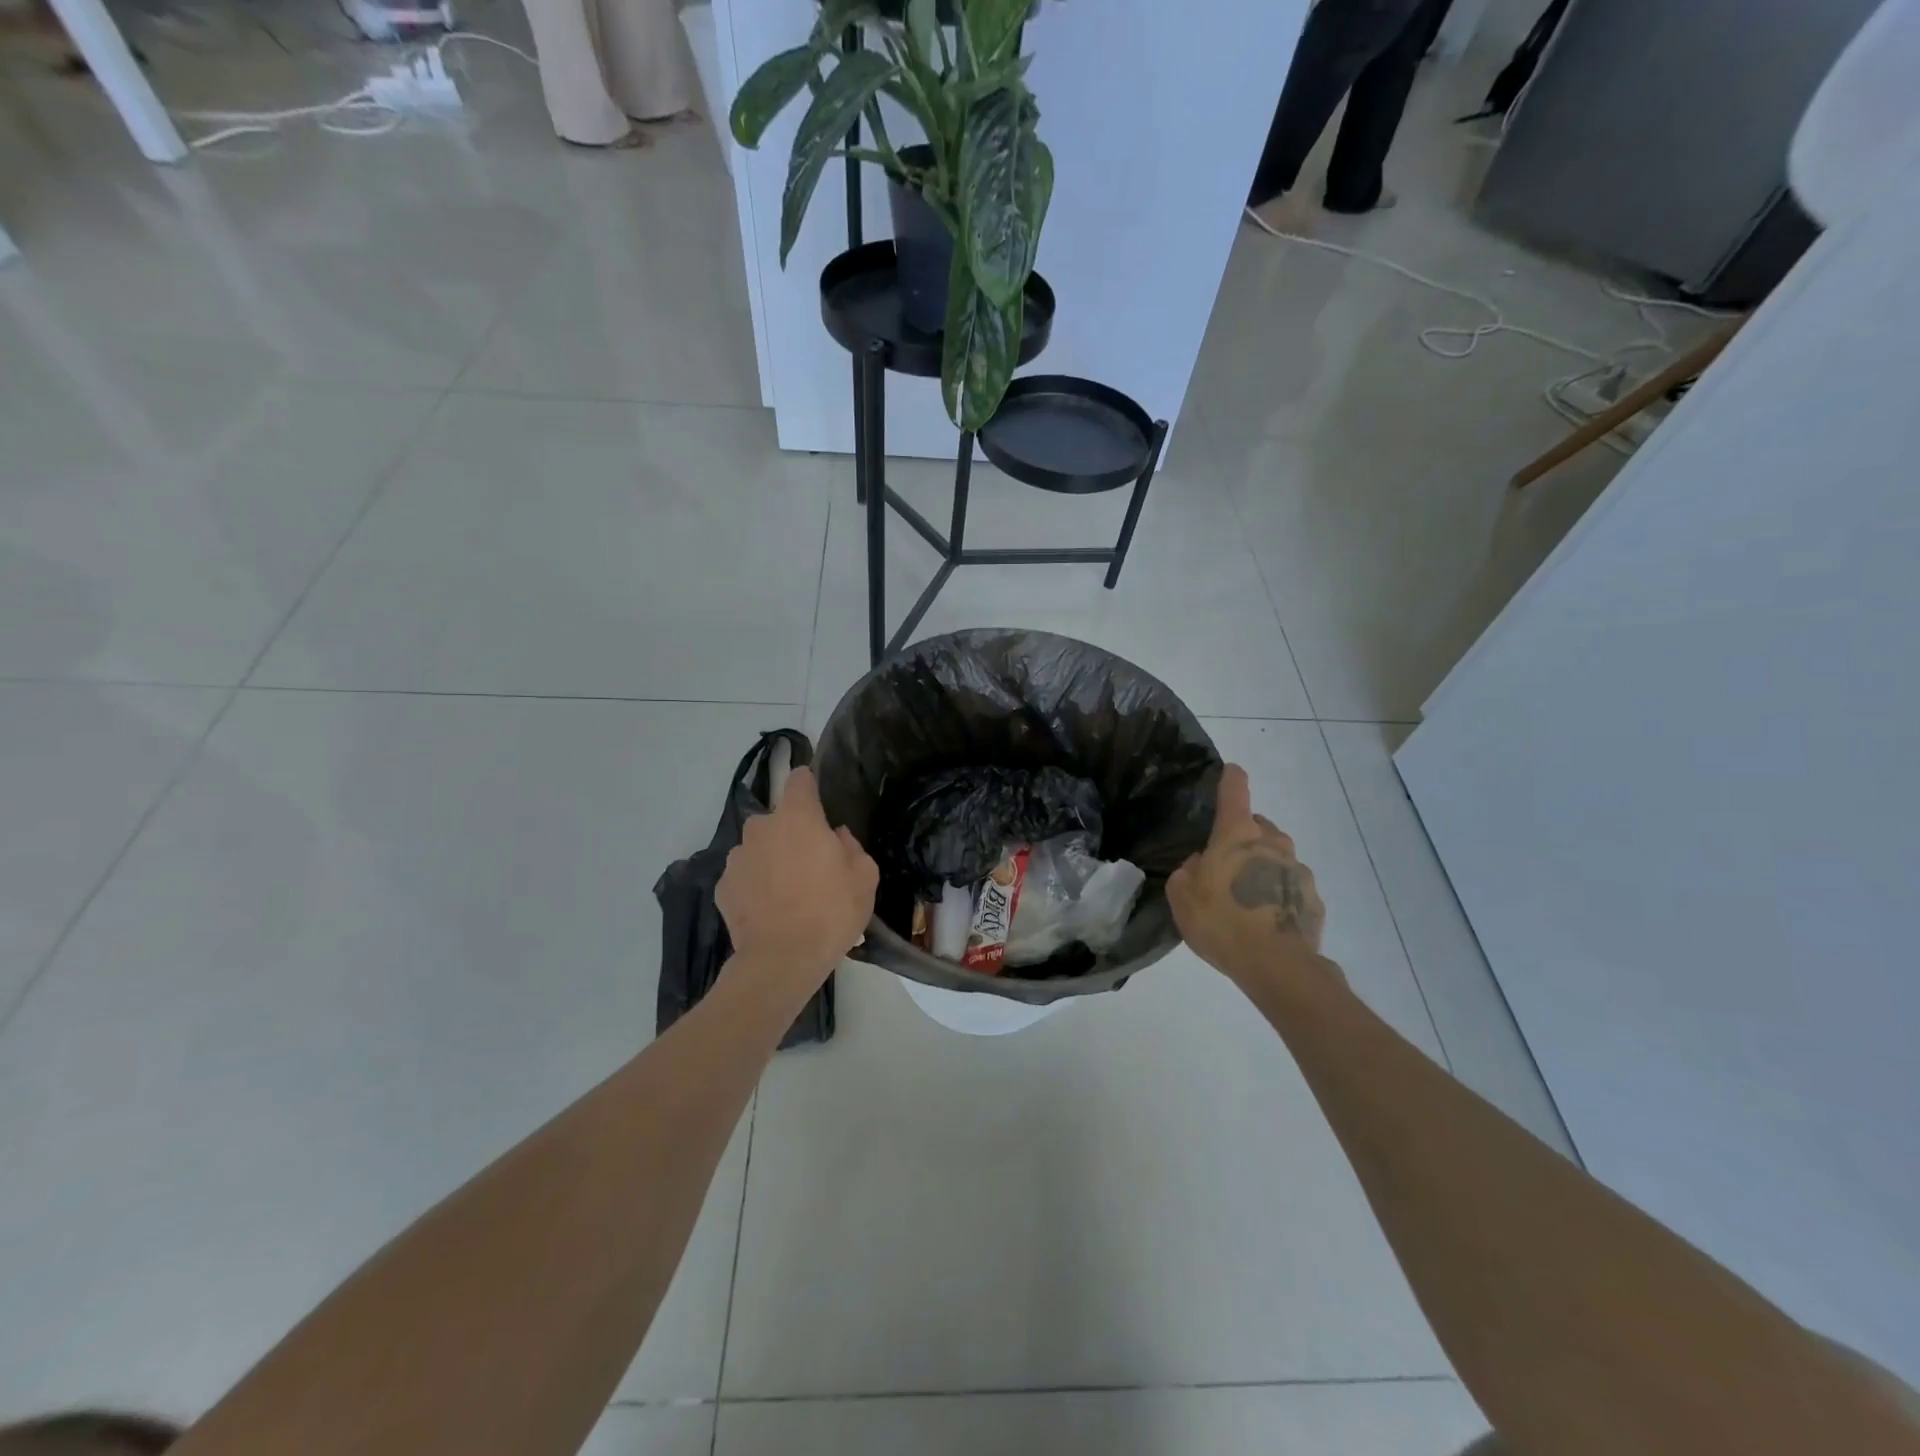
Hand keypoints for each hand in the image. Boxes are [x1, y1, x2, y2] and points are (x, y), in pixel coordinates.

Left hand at [716, 766, 878, 990]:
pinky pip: (744, 876)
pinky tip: (769, 910)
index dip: (809, 785)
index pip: (799, 779)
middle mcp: (761, 828)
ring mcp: (737, 857)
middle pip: (778, 818)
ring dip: (771, 859)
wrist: (782, 960)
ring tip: (787, 893)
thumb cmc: (830, 912)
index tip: (818, 801)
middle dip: (792, 833)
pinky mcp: (722, 886)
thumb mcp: (864, 877)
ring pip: (759, 848)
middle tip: (811, 864)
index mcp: (797, 817)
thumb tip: (835, 837)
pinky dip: (755, 885)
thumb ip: (851, 846)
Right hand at [1167, 764, 1330, 987]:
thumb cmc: (1221, 921)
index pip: (1235, 790)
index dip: (1230, 778)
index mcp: (1238, 834)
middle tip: (1224, 867)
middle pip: (1258, 827)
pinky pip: (1290, 888)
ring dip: (1262, 869)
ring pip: (1277, 858)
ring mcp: (1298, 870)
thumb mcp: (1182, 896)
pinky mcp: (1313, 899)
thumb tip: (1201, 864)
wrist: (1276, 966)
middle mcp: (1273, 842)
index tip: (1230, 773)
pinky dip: (1278, 896)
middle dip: (1243, 838)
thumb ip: (1187, 872)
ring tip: (1245, 901)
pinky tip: (1265, 922)